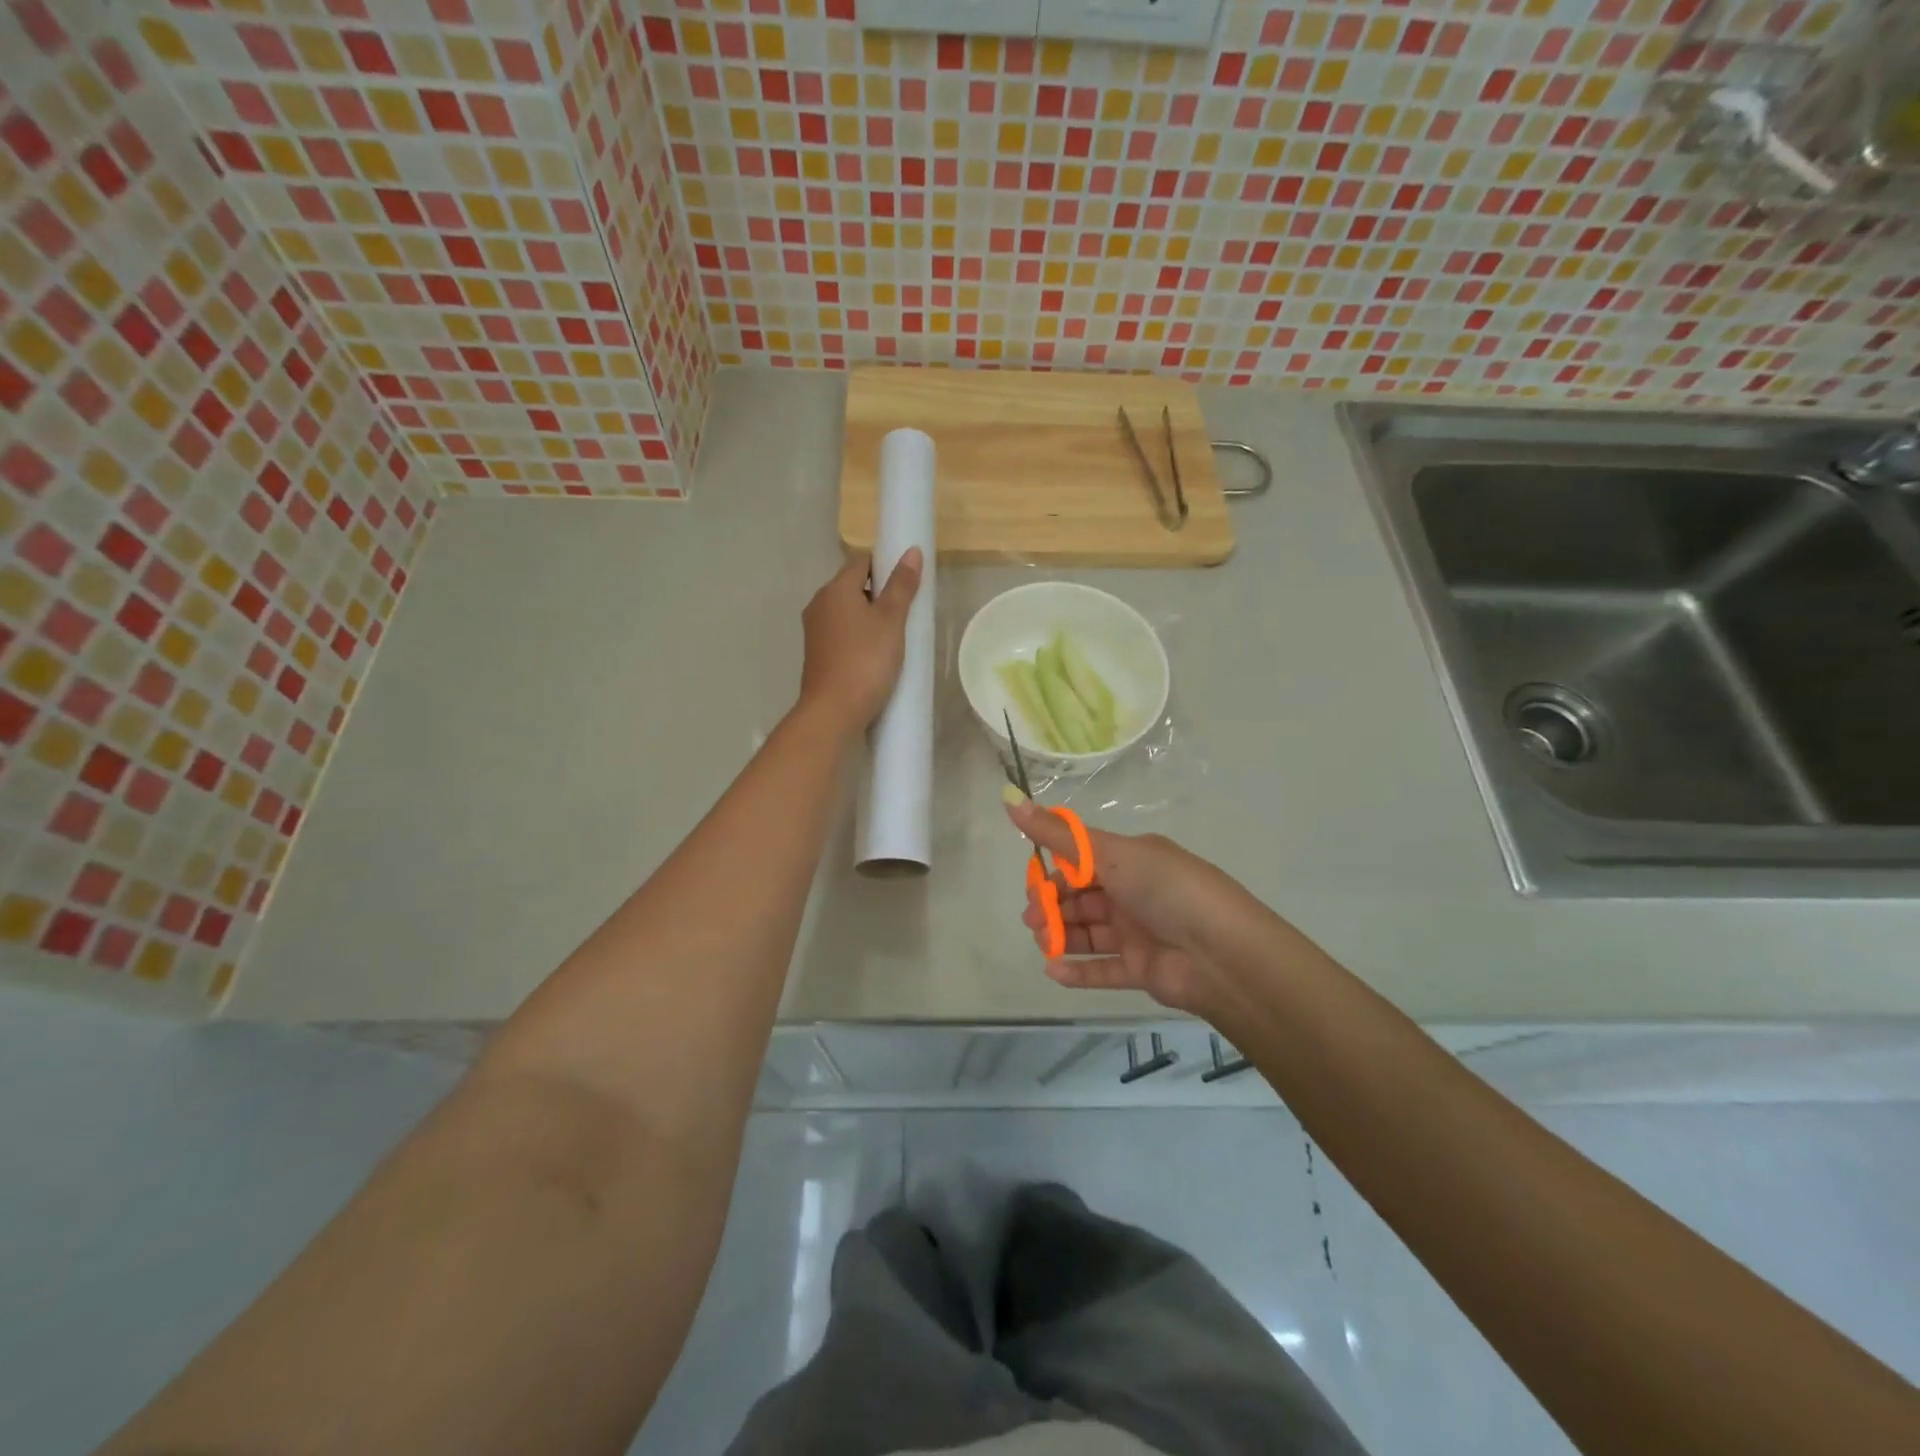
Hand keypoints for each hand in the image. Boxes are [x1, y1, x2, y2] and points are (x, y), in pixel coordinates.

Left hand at [798, 548, 922, 733]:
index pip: (861, 561)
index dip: (885, 565)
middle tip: (907, 613)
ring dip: (869, 618)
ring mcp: (815, 631)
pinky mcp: (817, 655)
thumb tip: (912, 551)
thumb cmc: (865, 660)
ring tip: (895, 637)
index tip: (907, 584)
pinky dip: (859, 637)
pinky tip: (876, 656)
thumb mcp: (891, 621)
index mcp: (835, 589)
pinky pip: (842, 634)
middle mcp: (819, 604)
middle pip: (853, 586)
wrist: (833, 711)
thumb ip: (901, 586)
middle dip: (879, 594)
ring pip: (847, 612)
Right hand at [1006, 800, 1251, 1014]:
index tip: (1033, 885)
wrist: (1223, 953)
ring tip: (1043, 943)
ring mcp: (1139, 933)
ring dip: (1062, 936)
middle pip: (1082, 898)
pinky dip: (1078, 971)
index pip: (1082, 861)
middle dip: (1053, 906)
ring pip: (1089, 933)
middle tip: (1033, 918)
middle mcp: (1134, 893)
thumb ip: (1058, 835)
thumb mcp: (1110, 853)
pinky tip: (1053, 971)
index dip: (1055, 873)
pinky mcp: (1142, 970)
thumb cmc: (1166, 890)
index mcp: (1132, 859)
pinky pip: (1103, 970)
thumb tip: (1011, 800)